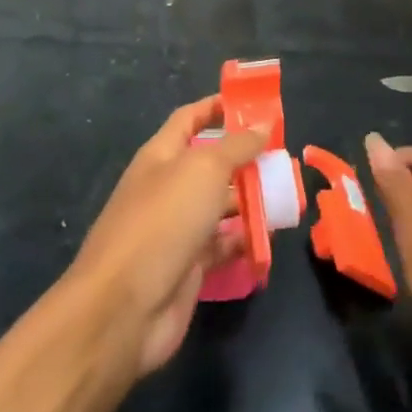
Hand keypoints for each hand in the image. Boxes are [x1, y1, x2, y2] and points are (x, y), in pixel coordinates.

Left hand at [66, 96, 265, 377]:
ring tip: (286, 195)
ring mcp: (176, 228)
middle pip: (210, 163)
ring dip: (250, 199)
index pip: (189, 118)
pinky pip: (222, 245)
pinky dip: (244, 240)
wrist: (124, 308)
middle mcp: (167, 187)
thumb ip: (236, 146)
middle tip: (283, 156)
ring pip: (219, 205)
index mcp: (161, 155)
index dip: (217, 107)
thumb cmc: (163, 221)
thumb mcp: (204, 170)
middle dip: (244, 158)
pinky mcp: (188, 266)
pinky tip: (269, 237)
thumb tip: (262, 123)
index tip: (253, 103)